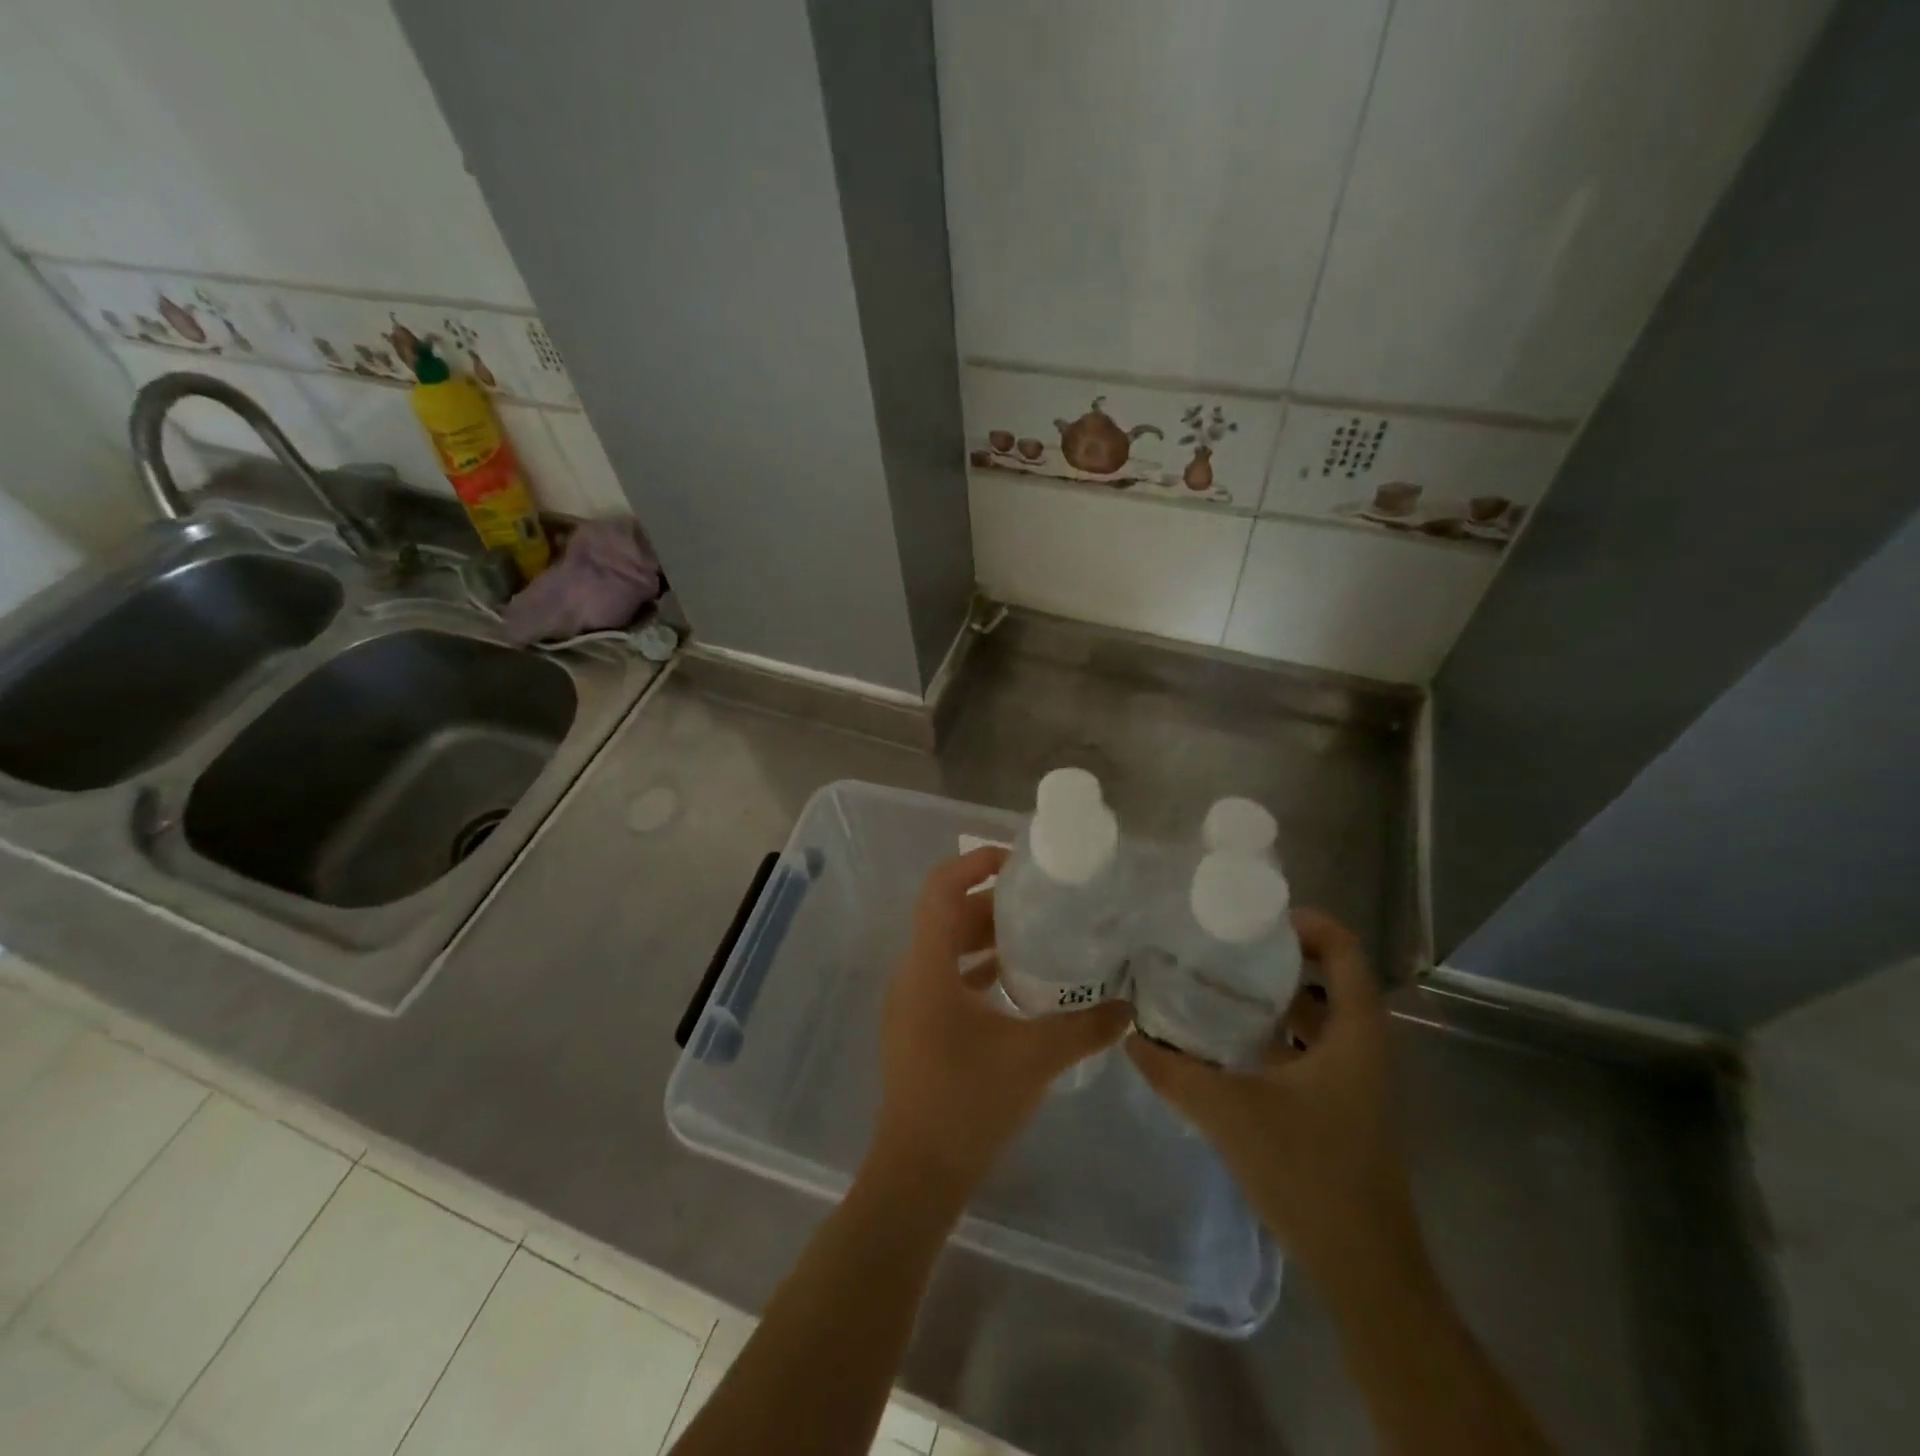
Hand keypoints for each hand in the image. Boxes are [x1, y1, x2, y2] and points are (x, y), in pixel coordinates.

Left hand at [868, 846, 1130, 1201]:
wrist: (919, 1173)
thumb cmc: (968, 1105)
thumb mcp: (1035, 1059)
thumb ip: (1085, 1027)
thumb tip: (1129, 1006)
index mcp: (928, 967)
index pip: (940, 888)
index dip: (974, 862)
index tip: (1019, 862)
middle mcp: (913, 973)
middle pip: (948, 914)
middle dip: (993, 901)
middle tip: (1044, 899)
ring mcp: (911, 1000)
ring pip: (947, 946)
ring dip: (987, 935)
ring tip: (1039, 933)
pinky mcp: (918, 1024)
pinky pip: (947, 975)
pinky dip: (979, 967)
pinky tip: (1019, 982)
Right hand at [1127, 909, 1421, 1281]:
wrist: (1364, 1269)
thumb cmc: (1308, 1174)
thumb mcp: (1230, 1113)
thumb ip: (1175, 1072)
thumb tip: (1129, 1037)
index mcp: (1355, 1034)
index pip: (1345, 952)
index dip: (1308, 924)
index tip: (1254, 918)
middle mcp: (1363, 1047)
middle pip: (1331, 979)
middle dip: (1279, 957)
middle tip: (1223, 946)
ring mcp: (1356, 1080)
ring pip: (1319, 1017)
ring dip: (1276, 997)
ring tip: (1218, 984)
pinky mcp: (1343, 1107)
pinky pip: (1311, 1050)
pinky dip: (1277, 1034)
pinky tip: (1229, 1042)